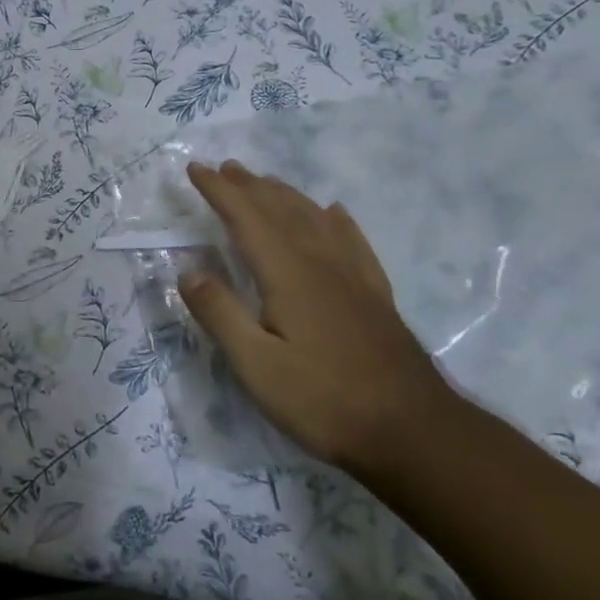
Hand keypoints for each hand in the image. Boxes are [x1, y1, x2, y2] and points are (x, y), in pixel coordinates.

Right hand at [177, 161, 454, 473]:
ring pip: (316, 219)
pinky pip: (354, 242)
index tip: (195, 168)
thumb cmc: (323, 400)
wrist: (413, 433)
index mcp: (289, 275)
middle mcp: (322, 264)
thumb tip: (187, 272)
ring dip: (286, 195)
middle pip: (281, 211)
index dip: (219, 192)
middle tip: (225, 167)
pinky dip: (338, 220)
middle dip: (250, 186)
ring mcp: (354, 279)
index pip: (247, 219)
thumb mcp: (256, 365)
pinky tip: (335, 213)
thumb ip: (220, 314)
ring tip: (266, 181)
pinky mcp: (375, 297)